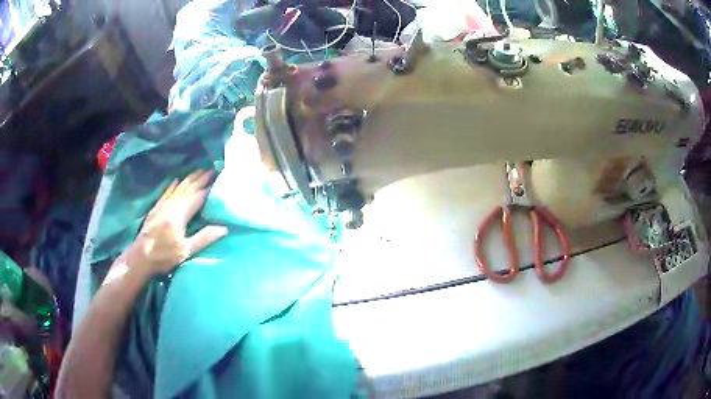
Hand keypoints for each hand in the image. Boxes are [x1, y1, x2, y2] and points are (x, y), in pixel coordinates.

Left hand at [119, 170, 227, 276]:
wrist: (140, 258)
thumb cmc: (163, 256)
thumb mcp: (186, 251)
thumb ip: (204, 238)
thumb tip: (223, 228)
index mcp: (180, 215)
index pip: (198, 197)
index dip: (209, 187)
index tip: (220, 179)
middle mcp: (171, 205)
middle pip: (188, 187)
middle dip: (201, 178)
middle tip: (213, 169)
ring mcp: (162, 205)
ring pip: (178, 187)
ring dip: (190, 177)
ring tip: (200, 170)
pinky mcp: (156, 208)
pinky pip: (167, 192)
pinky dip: (173, 184)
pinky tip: (177, 179)